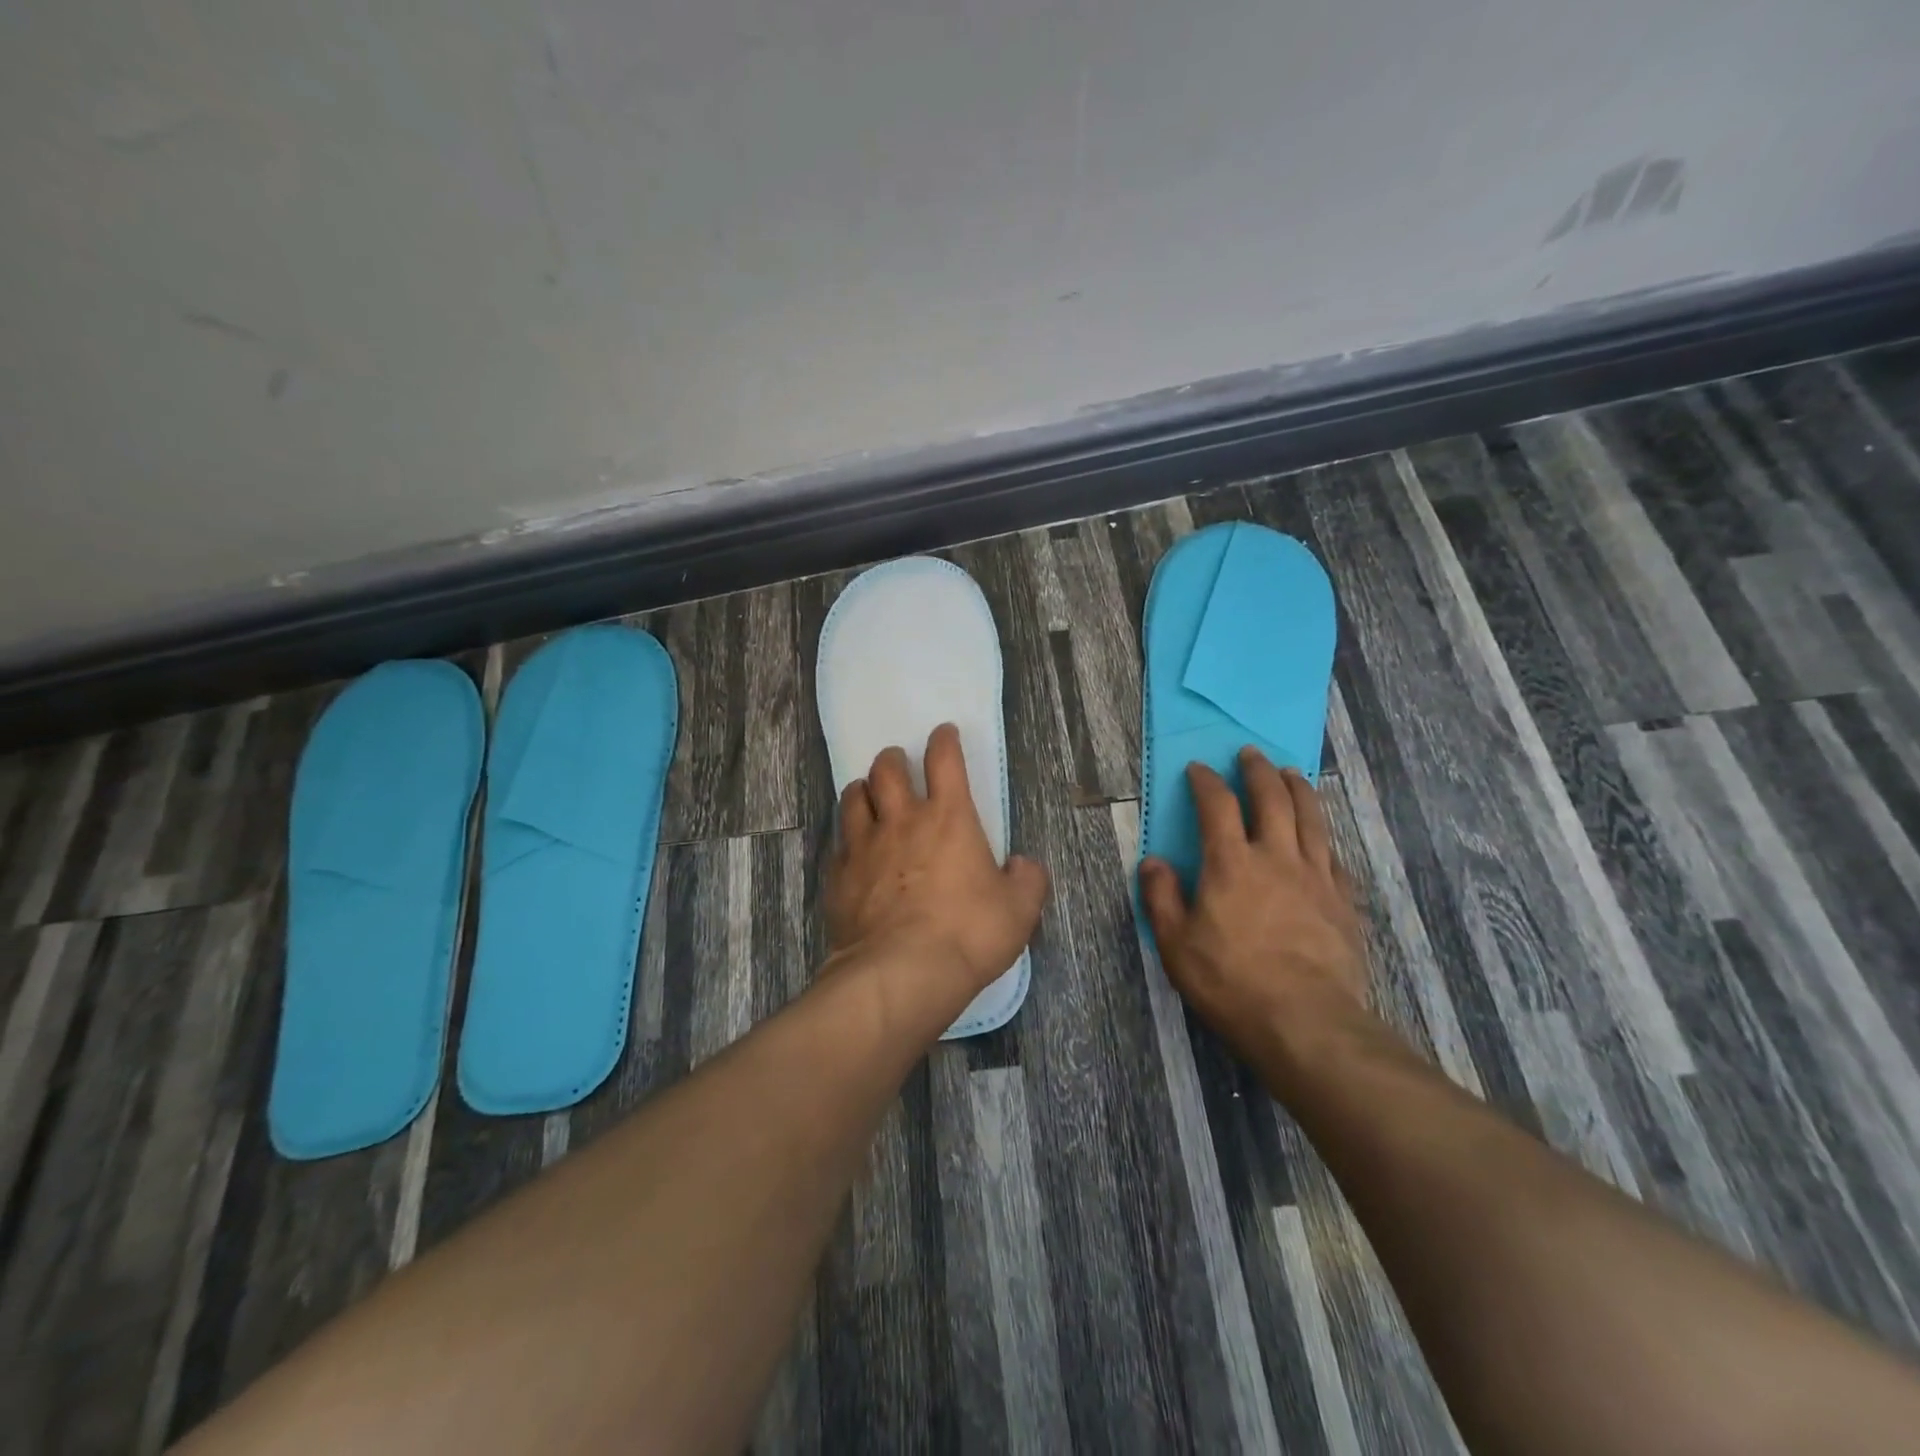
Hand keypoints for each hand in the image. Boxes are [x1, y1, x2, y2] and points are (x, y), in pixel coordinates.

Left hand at [826, 724, 1049, 1008]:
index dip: (944, 740)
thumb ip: (1027, 880)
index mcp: (948, 818)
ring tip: (869, 795)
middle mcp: (901, 821)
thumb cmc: (967, 934)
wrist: (900, 973)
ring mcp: (864, 846)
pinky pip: (838, 843)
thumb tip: (1022, 865)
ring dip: (863, 790)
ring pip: (853, 798)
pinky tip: (851, 850)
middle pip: (887, 769)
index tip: (943, 733)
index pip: (944, 760)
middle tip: (898, 764)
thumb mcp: (1019, 911)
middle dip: (893, 759)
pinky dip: (846, 838)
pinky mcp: (838, 876)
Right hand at [1140, 748, 1371, 1070]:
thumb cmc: (1230, 981)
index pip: (1217, 805)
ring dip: (1299, 789)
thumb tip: (1153, 861)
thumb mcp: (1175, 944)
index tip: (1199, 769)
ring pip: (1311, 818)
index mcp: (1231, 863)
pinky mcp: (1344, 901)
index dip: (1206, 782)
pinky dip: (1324, 839)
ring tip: (1292, 774)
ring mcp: (1316, 877)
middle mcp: (1276, 857)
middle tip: (1251, 754)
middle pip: (1272, 798)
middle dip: (1258, 771)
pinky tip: (1322, 840)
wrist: (1306, 1022)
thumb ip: (1161, 897)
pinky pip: (1334, 857)